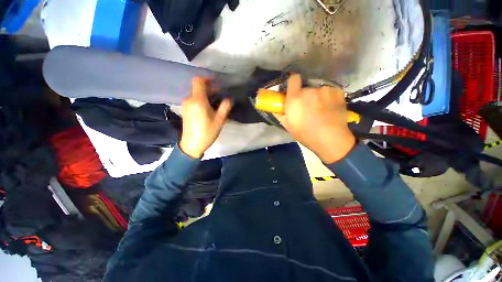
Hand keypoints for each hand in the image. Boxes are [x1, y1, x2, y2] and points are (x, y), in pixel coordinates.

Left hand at [179, 78, 231, 157]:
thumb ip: (225, 107)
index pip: (198, 81)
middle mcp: (189, 100)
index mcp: (198, 101)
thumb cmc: (207, 133)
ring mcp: (186, 105)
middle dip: (210, 89)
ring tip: (216, 102)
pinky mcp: (185, 110)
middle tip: (221, 95)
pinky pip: (194, 101)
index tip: (217, 83)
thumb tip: (229, 99)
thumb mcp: (219, 120)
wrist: (192, 145)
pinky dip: (201, 100)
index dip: (207, 79)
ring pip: (196, 95)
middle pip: (198, 88)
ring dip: (206, 95)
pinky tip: (208, 108)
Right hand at [273, 74, 355, 163]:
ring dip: (317, 96)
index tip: (293, 88)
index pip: (293, 78)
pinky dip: (328, 97)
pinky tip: (330, 108)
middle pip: (306, 87)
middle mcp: (309, 90)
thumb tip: (275, 108)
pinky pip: (329, 91)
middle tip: (308, 106)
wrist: (330, 139)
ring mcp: (325, 90)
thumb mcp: (288, 126)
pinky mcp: (337, 92)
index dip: (293, 82)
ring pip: (318, 90)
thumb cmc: (305, 134)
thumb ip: (280, 114)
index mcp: (295, 98)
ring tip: (321, 109)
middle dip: (305, 94)